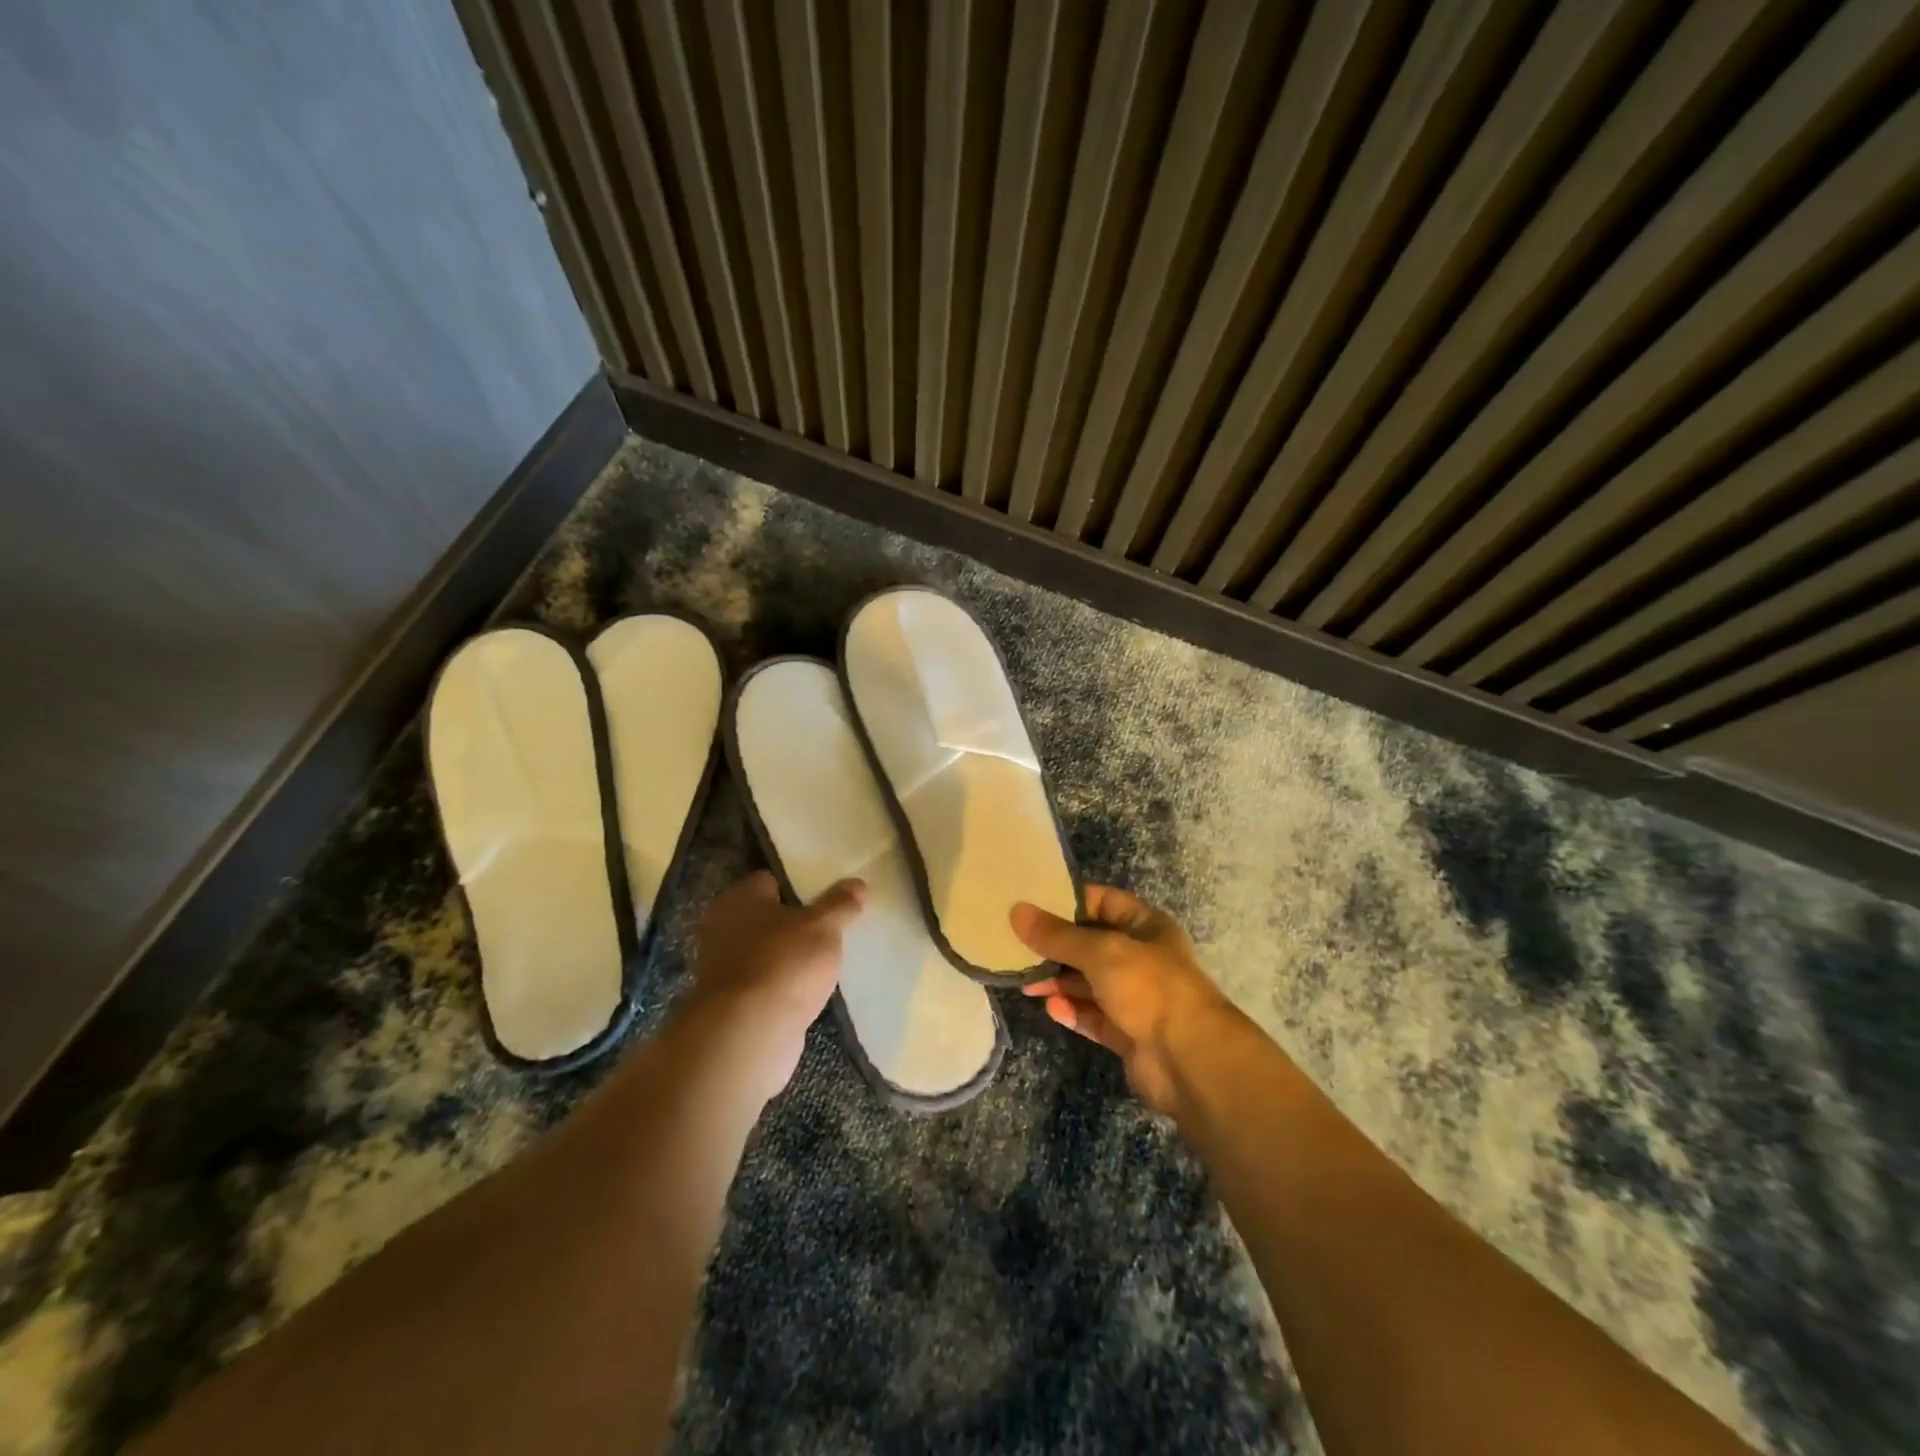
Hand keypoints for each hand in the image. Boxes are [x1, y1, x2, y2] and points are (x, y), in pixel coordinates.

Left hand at [680, 870, 865, 1103]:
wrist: (750, 1032)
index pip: (770, 880)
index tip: (827, 896)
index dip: (799, 885)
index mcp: (739, 898)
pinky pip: (764, 983)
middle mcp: (722, 927)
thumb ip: (840, 903)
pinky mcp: (731, 1003)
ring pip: (765, 952)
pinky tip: (808, 990)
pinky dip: (782, 985)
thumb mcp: (823, 926)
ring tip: (825, 959)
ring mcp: (723, 968)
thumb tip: (858, 883)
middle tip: (830, 927)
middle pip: (766, 917)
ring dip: (788, 956)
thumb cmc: (785, 963)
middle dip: (794, 923)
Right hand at [1013, 885, 1234, 1117]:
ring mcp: (1135, 997)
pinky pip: (1092, 1015)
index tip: (1032, 903)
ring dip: (1059, 981)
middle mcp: (1142, 958)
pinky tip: (1050, 1007)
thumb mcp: (1100, 951)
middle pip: (1091, 944)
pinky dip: (1072, 1010)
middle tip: (1016, 946)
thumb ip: (1057, 935)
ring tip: (1024, 982)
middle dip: (1056, 946)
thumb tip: (1016, 911)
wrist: (1189, 1060)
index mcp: (1146, 926)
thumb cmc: (1149, 988)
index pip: (1104, 901)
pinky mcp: (1127, 1032)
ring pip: (1089, 982)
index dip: (1070, 901)